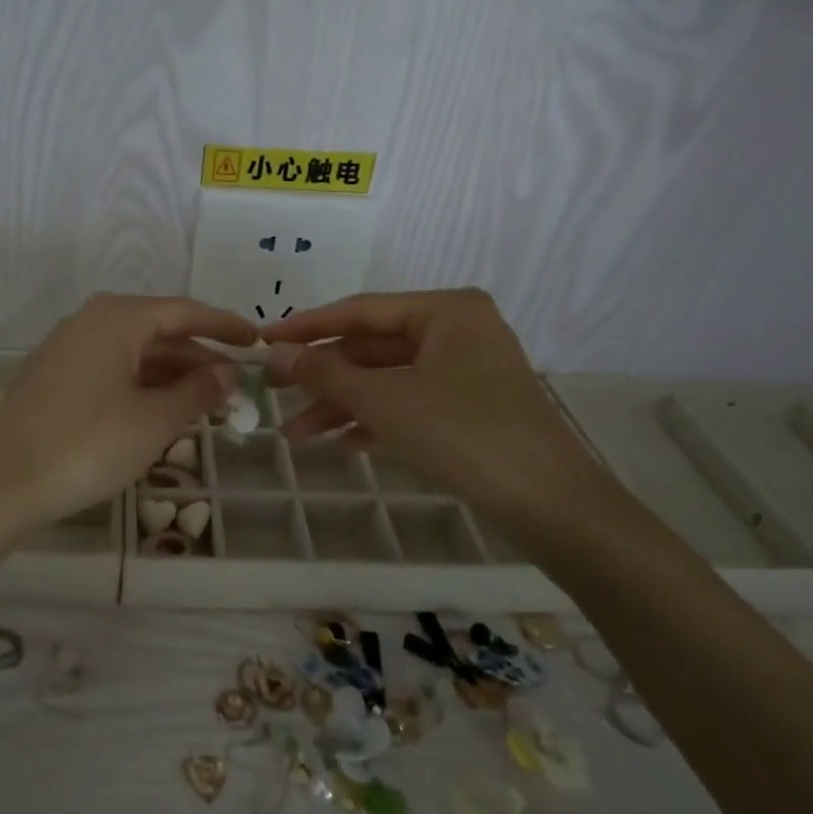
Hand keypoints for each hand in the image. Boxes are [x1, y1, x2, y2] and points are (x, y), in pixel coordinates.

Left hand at [0, 294, 255, 530]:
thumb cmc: (87, 444)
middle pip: (159, 333)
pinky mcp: (54, 379)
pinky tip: (163, 412)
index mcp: (117, 319)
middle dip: (200, 359)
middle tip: (238, 385)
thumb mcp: (155, 421)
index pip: (184, 312)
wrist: (2, 483)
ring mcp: (68, 350)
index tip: (257, 341)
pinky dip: (143, 387)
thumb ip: (198, 392)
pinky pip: (112, 372)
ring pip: (135, 355)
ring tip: (209, 403)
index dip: (224, 326)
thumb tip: (228, 374)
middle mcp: (90, 323)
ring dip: (173, 377)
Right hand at [262, 289, 609, 531]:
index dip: (307, 327)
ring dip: (342, 406)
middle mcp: (457, 330)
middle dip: (323, 378)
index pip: (360, 310)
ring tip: (296, 436)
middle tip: (272, 393)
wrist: (549, 503)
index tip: (263, 340)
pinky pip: (409, 404)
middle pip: (372, 348)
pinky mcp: (470, 408)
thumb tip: (276, 354)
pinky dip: (375, 422)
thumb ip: (326, 373)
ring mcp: (465, 370)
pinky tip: (343, 447)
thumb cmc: (463, 432)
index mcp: (445, 310)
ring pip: (387, 380)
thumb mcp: (384, 400)